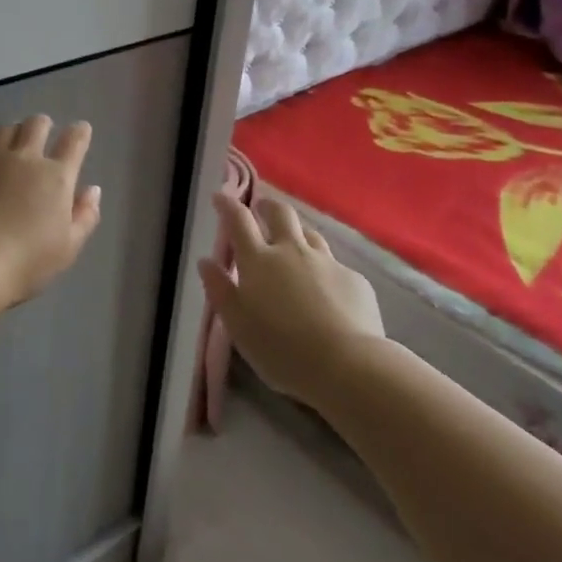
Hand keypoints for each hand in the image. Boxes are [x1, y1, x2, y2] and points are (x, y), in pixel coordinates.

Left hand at [0, 115, 102, 302]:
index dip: (80, 133)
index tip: (81, 130)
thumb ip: (85, 216)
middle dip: (42, 124)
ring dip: (11, 131)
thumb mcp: (68, 247)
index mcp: (56, 177)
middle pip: (36, 126)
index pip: (74, 143)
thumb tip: (92, 190)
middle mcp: (24, 159)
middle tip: (42, 130)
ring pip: (3, 131)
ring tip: (11, 138)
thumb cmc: (28, 261)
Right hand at [200, 194, 383, 407]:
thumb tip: (206, 261)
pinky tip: (327, 290)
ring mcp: (327, 262)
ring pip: (310, 235)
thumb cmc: (281, 349)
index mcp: (259, 261)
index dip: (227, 205)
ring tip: (293, 243)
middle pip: (281, 214)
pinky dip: (324, 270)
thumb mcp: (238, 325)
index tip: (220, 197)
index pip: (238, 221)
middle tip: (261, 209)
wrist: (348, 365)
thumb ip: (220, 291)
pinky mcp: (355, 280)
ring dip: (297, 233)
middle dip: (268, 207)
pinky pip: (335, 266)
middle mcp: (293, 251)